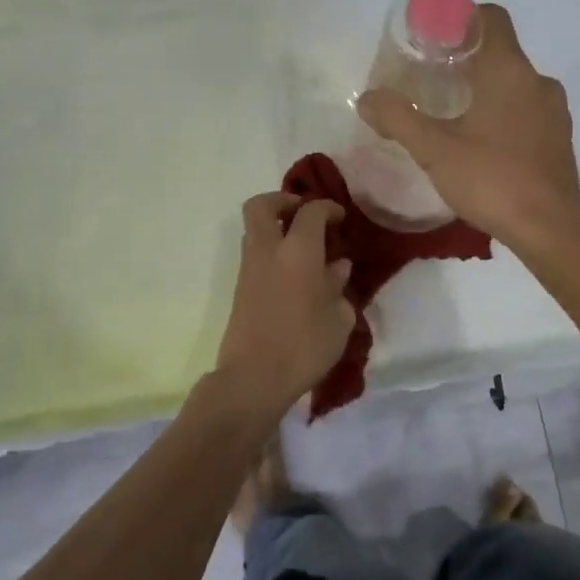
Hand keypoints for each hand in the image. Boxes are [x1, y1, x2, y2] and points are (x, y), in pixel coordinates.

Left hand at [213, 193, 354, 413]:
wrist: (254, 378)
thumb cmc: (305, 345)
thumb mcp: (339, 318)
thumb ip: (338, 286)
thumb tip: (336, 267)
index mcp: (298, 251)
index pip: (311, 211)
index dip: (327, 208)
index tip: (340, 218)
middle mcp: (268, 250)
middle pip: (262, 205)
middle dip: (283, 201)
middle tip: (304, 214)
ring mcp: (249, 269)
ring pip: (254, 230)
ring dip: (275, 228)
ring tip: (303, 248)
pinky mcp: (240, 289)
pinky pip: (254, 255)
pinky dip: (271, 252)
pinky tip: (294, 275)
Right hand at [357, 3, 579, 255]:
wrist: (550, 229)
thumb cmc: (491, 179)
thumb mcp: (434, 150)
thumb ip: (398, 118)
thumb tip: (366, 98)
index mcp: (509, 70)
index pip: (491, 17)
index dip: (462, 18)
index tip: (434, 38)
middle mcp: (538, 81)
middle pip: (501, 51)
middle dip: (467, 59)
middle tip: (432, 79)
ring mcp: (555, 110)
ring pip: (516, 83)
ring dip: (488, 89)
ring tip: (455, 114)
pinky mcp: (561, 138)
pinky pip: (529, 110)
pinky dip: (506, 113)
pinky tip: (484, 144)